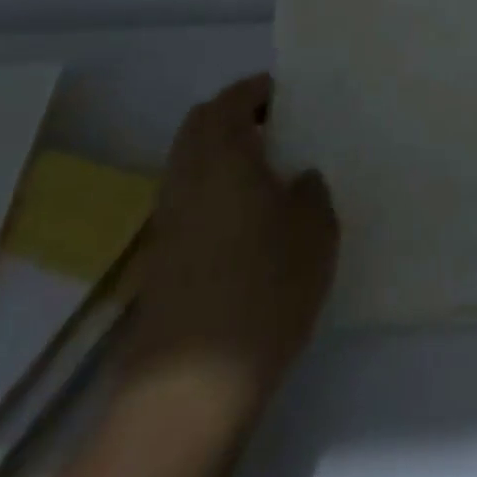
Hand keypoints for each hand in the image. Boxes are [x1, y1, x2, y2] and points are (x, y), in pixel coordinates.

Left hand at [126, 74, 338, 406]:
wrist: (192, 386)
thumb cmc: (264, 289)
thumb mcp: (316, 232)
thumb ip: (312, 192)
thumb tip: (298, 178)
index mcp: (224, 155)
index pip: (232, 100)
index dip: (258, 90)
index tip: (287, 96)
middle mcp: (187, 175)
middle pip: (200, 124)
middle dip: (234, 114)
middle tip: (275, 127)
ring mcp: (167, 217)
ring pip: (189, 161)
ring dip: (220, 152)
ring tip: (264, 173)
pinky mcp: (160, 256)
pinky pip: (186, 197)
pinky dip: (211, 188)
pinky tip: (244, 219)